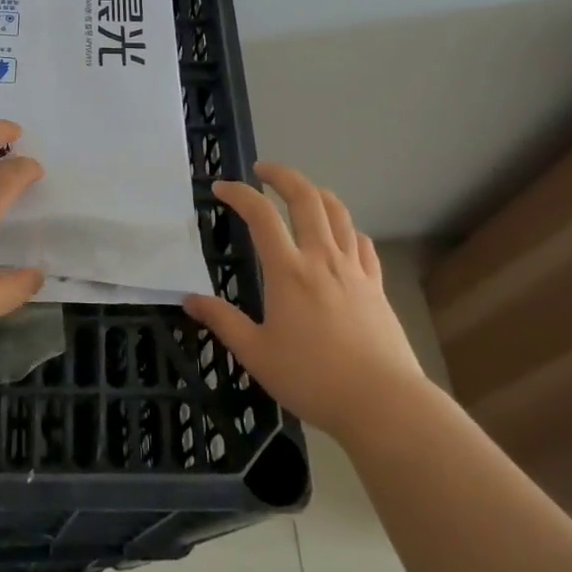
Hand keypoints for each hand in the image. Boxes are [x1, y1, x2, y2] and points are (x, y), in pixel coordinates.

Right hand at [184, 161, 425, 442]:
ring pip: (338, 212)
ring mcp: (354, 268)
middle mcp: (322, 257)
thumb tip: (189, 299)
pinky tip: (341, 236)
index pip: (260, 215)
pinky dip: (347, 228)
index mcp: (288, 270)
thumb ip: (223, 322)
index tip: (221, 188)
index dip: (239, 194)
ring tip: (301, 191)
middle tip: (262, 170)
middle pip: (305, 197)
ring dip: (316, 192)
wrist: (382, 402)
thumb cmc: (312, 378)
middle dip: (282, 175)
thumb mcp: (256, 354)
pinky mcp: (376, 284)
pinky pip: (362, 242)